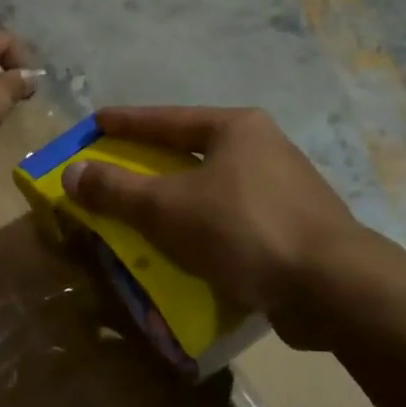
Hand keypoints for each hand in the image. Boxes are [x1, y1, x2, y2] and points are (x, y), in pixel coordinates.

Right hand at [61, 107, 363, 348]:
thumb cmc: (244, 230)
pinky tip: (187, 248)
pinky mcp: (294, 226)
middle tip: (115, 168)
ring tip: (144, 212)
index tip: (95, 123)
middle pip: (191, 150)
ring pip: (213, 187)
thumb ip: (117, 190)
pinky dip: (203, 227)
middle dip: (151, 162)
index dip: (126, 122)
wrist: (333, 287)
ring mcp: (284, 187)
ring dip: (177, 199)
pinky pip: (232, 219)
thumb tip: (72, 172)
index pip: (166, 119)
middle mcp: (263, 147)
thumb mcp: (168, 209)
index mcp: (236, 128)